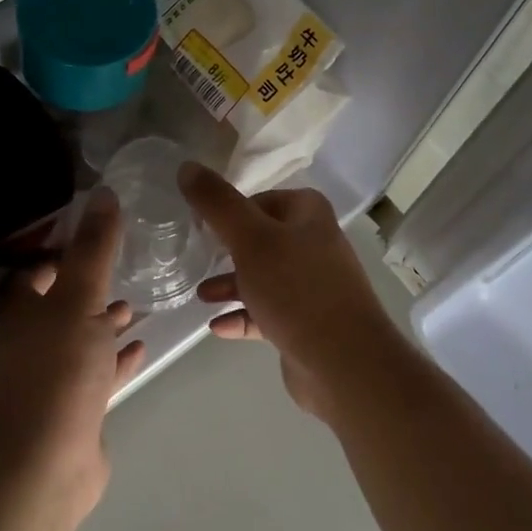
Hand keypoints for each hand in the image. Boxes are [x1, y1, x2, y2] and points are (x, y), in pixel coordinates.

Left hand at [0, 189, 146, 525]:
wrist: (43, 464)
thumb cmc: (57, 371)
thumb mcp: (79, 299)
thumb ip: (94, 250)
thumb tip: (103, 194)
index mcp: (20, 313)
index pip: (30, 272)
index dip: (55, 253)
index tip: (91, 237)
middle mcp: (28, 342)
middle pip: (56, 305)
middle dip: (86, 288)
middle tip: (120, 269)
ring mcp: (48, 379)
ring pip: (78, 340)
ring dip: (102, 324)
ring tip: (135, 306)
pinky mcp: (71, 410)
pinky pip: (96, 374)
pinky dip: (115, 359)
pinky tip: (141, 347)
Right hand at [178, 163, 402, 422]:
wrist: (344, 363)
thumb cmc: (296, 289)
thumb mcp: (250, 238)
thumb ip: (217, 203)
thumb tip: (187, 167)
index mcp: (309, 216)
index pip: (263, 199)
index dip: (232, 210)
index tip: (201, 224)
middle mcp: (315, 246)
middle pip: (262, 239)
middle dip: (228, 250)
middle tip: (197, 257)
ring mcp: (313, 288)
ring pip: (264, 278)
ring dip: (232, 285)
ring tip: (200, 296)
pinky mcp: (306, 324)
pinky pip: (267, 314)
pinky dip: (243, 316)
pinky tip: (216, 327)